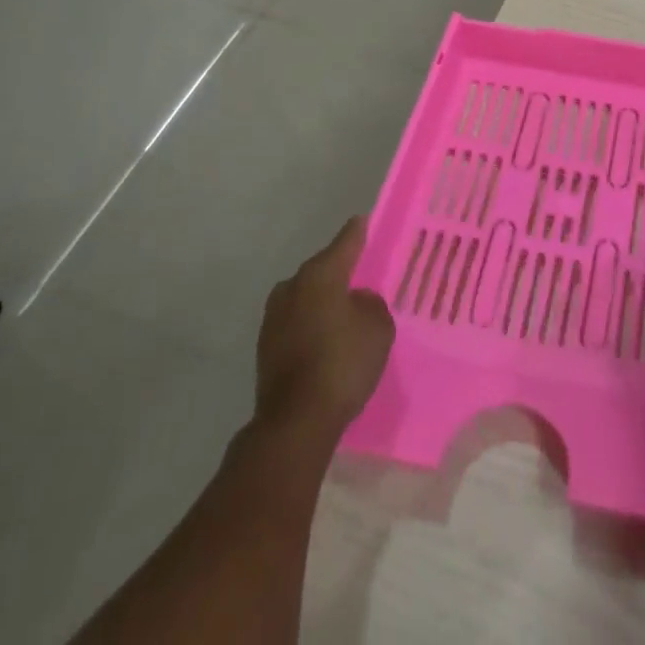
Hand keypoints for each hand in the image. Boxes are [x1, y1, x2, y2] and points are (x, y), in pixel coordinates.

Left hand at [254, 216, 394, 440]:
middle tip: (363, 278)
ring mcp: (274, 317)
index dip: (359, 231)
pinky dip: (312, 325)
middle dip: (341, 272)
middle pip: (323, 269)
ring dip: (323, 301)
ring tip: (345, 314)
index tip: (365, 221)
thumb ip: (370, 303)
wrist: (295, 423)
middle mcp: (292, 286)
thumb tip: (356, 301)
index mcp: (320, 273)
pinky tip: (327, 340)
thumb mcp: (378, 327)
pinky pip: (297, 323)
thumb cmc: (342, 363)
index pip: (346, 240)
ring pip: (307, 297)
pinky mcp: (266, 347)